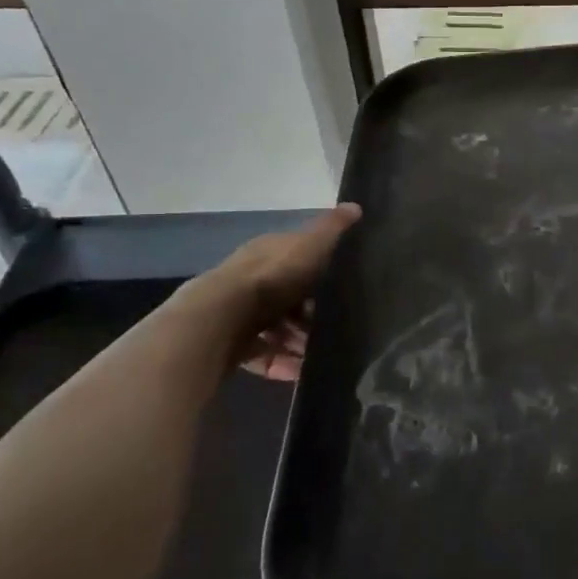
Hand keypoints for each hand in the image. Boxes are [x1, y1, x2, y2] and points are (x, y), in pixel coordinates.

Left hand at [215, 204, 360, 381]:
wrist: (222, 318)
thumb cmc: (272, 276)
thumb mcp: (310, 245)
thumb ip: (332, 229)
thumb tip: (355, 205)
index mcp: (268, 254)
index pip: (297, 260)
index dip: (319, 275)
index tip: (342, 292)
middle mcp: (252, 282)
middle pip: (288, 299)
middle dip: (312, 316)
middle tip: (336, 329)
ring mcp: (240, 315)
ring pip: (277, 330)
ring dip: (299, 343)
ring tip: (322, 356)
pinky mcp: (233, 346)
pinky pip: (264, 356)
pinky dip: (283, 365)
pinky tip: (301, 373)